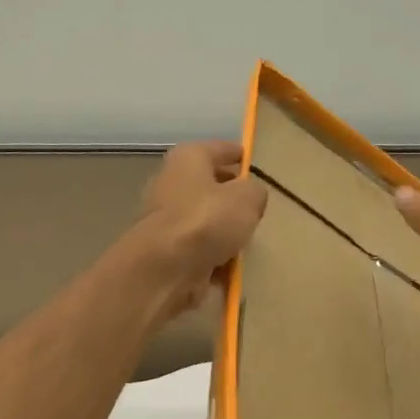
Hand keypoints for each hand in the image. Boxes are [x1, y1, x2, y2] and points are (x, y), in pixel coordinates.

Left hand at [135, 141, 268, 325]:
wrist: (164, 268)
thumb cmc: (206, 220)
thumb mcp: (247, 198)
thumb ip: (255, 192)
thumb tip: (251, 197)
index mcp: (188, 159)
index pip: (218, 149)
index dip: (237, 154)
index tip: (252, 162)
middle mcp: (171, 183)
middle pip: (208, 186)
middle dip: (230, 196)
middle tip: (255, 206)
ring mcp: (165, 220)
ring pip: (203, 220)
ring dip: (222, 230)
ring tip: (247, 240)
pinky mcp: (165, 251)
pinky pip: (197, 250)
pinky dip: (213, 257)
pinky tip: (231, 267)